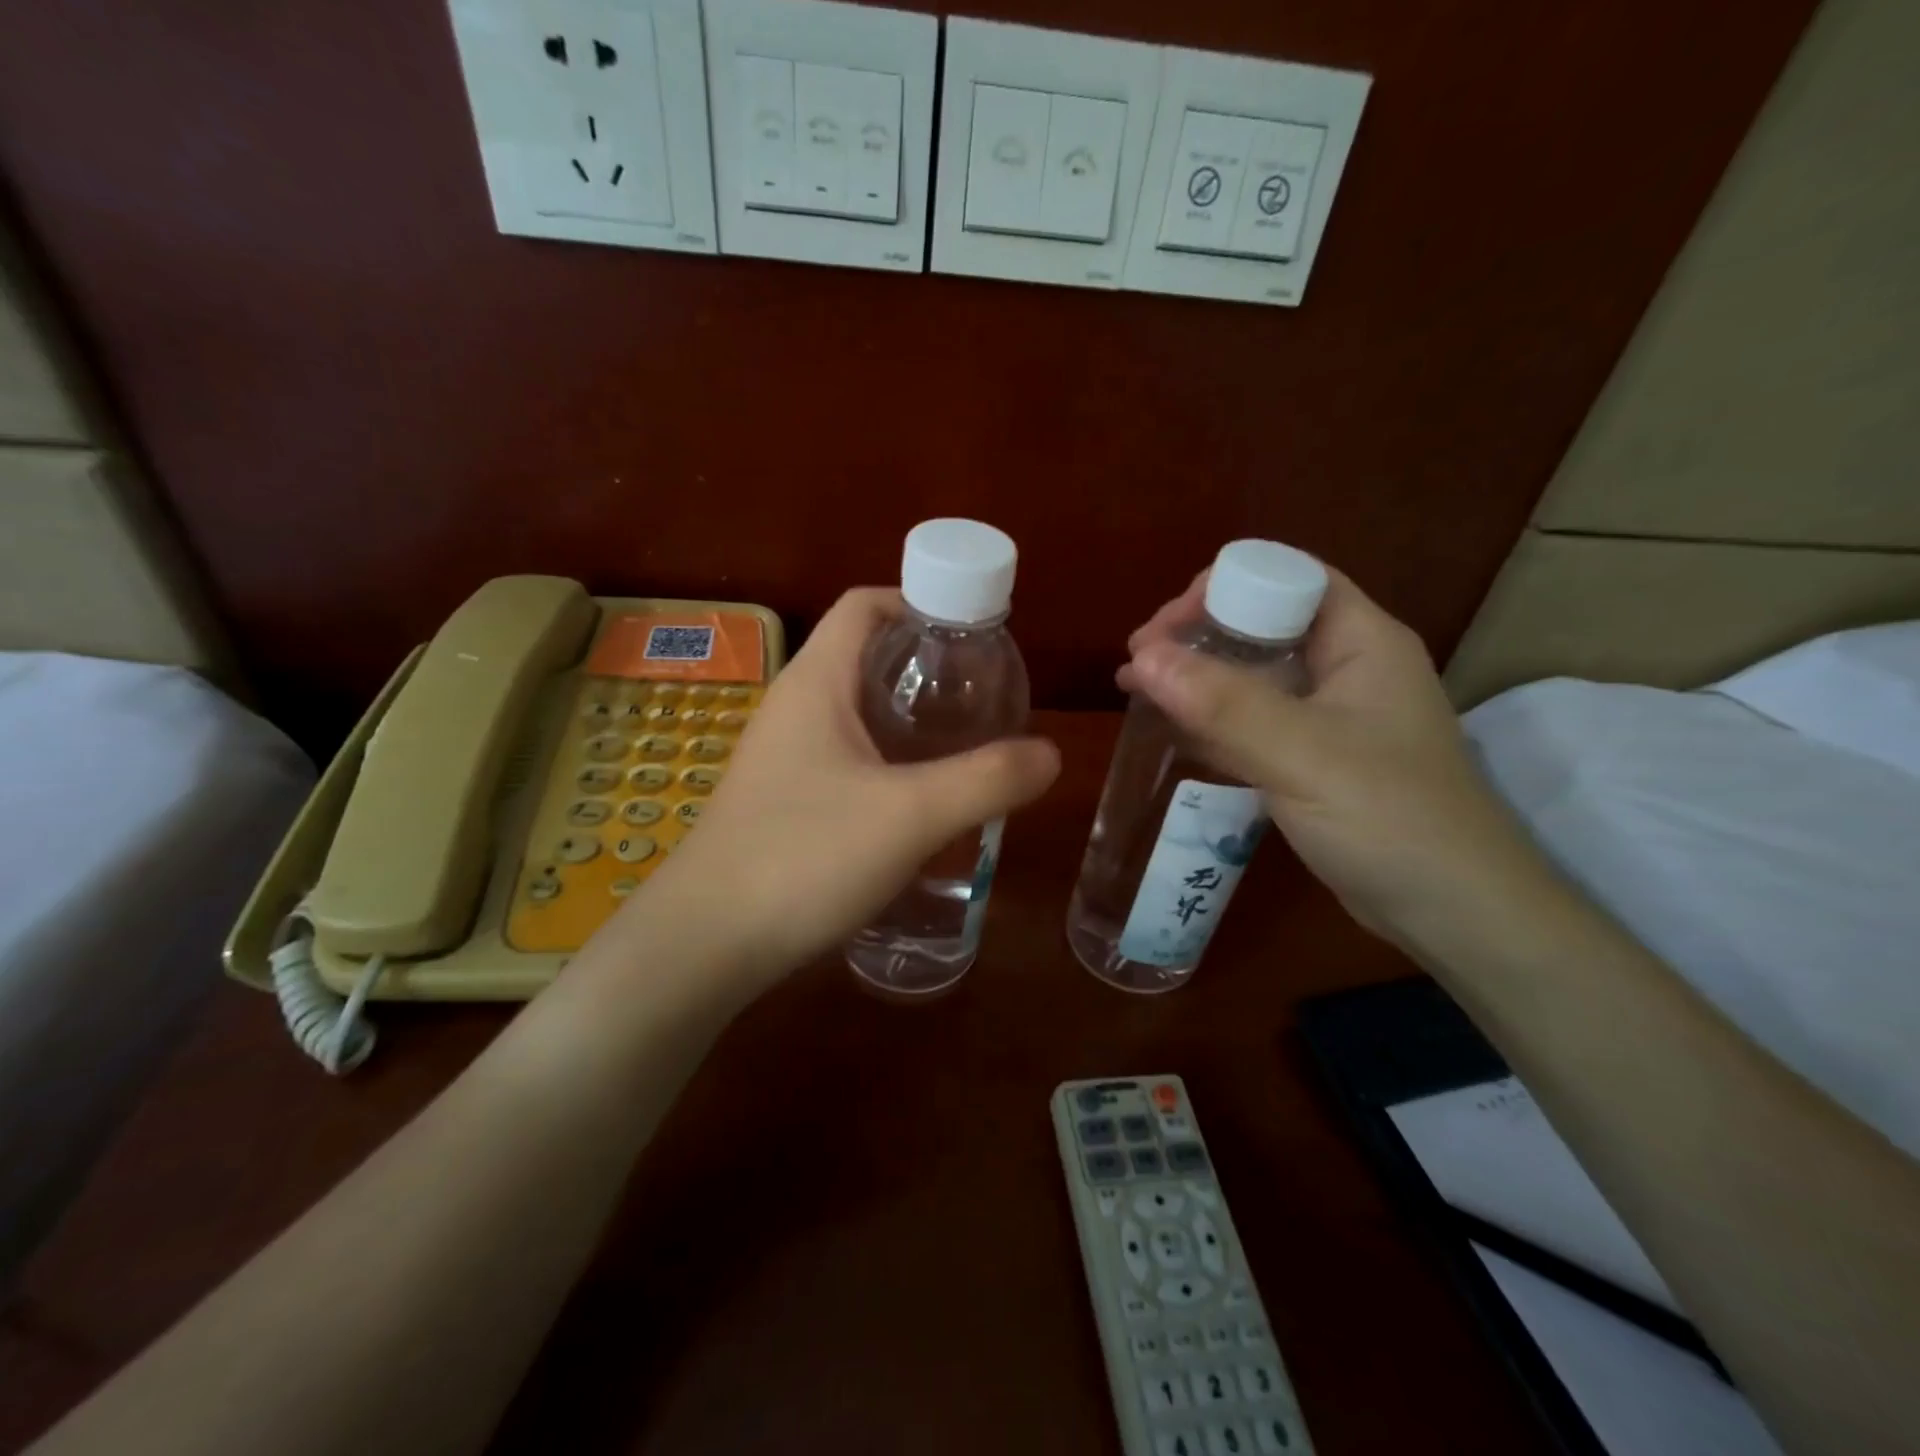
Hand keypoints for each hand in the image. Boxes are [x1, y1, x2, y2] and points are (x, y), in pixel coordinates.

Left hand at [626, 588, 1059, 985]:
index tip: (972, 630)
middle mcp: (794, 708)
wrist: (705, 943)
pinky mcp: (782, 801)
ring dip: (907, 717)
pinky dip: (887, 760)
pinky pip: (844, 757)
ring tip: (963, 742)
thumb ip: (986, 780)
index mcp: (816, 682)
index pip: (864, 606)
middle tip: (981, 693)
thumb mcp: (910, 816)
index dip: (918, 601)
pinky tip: (918, 799)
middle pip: (863, 656)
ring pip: (855, 712)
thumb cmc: (803, 857)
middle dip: (924, 664)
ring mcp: (782, 757)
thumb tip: (1050, 754)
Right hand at [1121, 567, 1542, 945]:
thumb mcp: (1303, 754)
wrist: (1453, 913)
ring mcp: (1329, 716)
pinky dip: (1209, 720)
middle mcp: (1346, 667)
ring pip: (1252, 674)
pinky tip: (1169, 730)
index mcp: (1361, 641)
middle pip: (1262, 623)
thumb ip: (1223, 705)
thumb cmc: (1390, 819)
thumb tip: (1142, 658)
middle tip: (1139, 663)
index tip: (1164, 629)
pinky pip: (1252, 722)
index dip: (1222, 590)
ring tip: (1136, 689)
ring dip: (1196, 678)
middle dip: (1197, 635)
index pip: (1286, 579)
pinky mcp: (1313, 759)